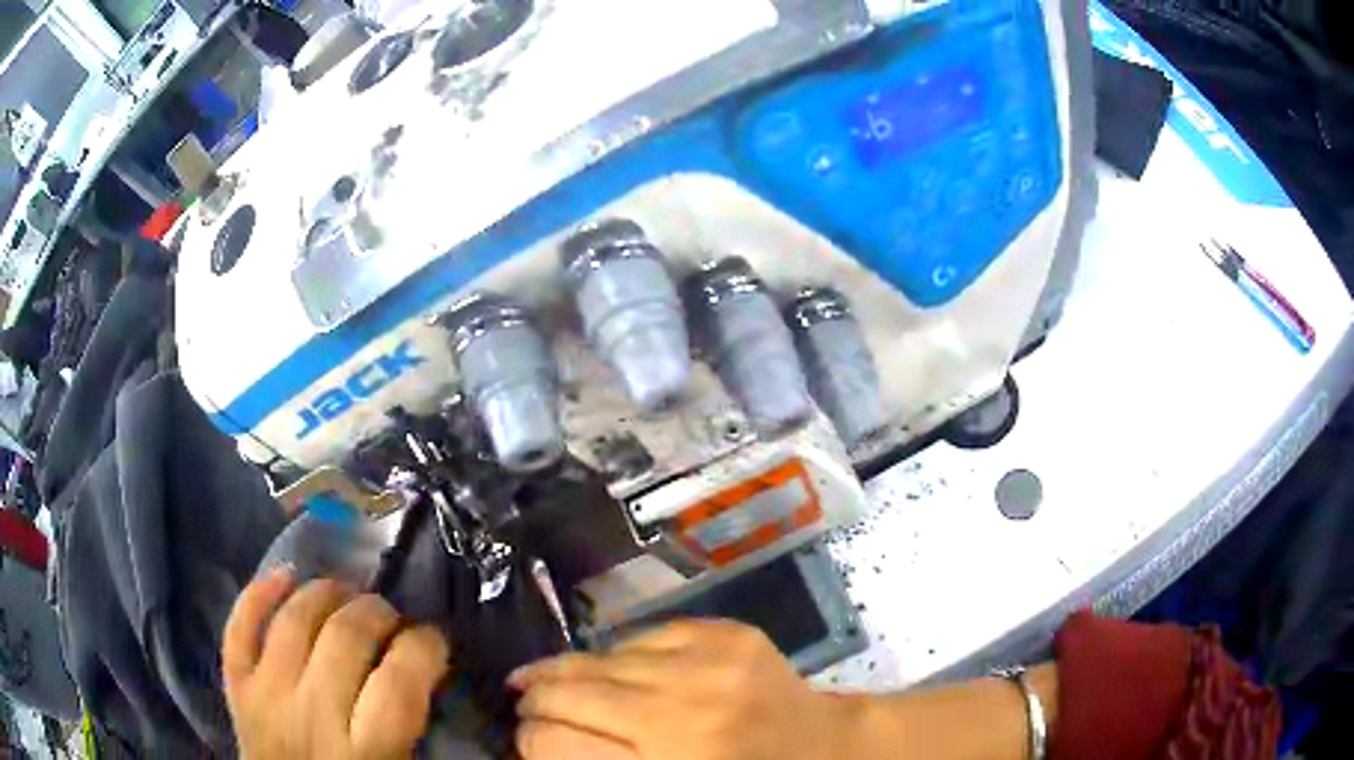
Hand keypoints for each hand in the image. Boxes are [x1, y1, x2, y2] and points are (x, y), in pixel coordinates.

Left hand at [222, 569, 449, 758]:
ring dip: (326, 593)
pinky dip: (258, 594)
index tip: (434, 640)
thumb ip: (418, 728)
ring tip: (348, 593)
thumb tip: (430, 672)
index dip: (425, 646)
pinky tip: (285, 575)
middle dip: (378, 612)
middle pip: (345, 636)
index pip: (400, 679)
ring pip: (293, 620)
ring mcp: (265, 695)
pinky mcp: (236, 687)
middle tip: (393, 617)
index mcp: (366, 751)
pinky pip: (239, 627)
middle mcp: (311, 716)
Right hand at [508, 619, 847, 759]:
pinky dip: (621, 656)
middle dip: (535, 698)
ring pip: (600, 658)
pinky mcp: (726, 632)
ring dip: (569, 671)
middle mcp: (682, 711)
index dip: (527, 739)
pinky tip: (614, 669)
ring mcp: (708, 663)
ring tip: (548, 679)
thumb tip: (534, 744)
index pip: (553, 743)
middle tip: (523, 702)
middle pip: (569, 692)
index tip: (523, 737)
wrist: (820, 748)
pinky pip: (643, 637)